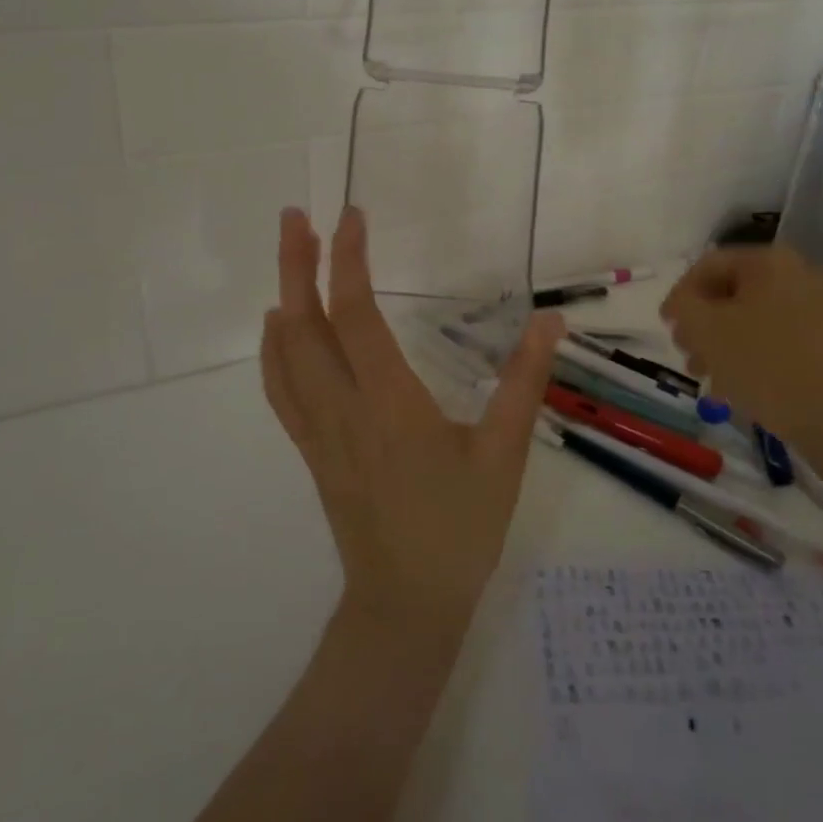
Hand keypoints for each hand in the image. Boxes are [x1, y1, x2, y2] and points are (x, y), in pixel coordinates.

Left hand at [262, 206, 561, 642]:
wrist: (406, 605)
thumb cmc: (461, 529)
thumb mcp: (504, 456)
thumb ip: (524, 384)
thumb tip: (548, 322)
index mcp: (390, 403)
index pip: (356, 315)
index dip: (349, 261)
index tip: (350, 216)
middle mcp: (342, 409)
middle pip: (304, 324)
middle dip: (297, 264)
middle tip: (296, 216)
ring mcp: (319, 432)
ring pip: (285, 354)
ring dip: (283, 297)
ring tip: (289, 253)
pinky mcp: (312, 450)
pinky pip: (281, 390)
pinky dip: (274, 349)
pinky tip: (279, 326)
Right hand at [661, 245, 822, 512]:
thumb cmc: (765, 363)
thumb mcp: (706, 330)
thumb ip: (682, 306)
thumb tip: (682, 304)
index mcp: (769, 261)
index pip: (708, 265)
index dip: (679, 295)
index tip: (665, 327)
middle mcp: (797, 274)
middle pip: (731, 292)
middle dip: (701, 323)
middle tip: (685, 353)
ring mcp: (817, 308)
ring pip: (751, 318)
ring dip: (720, 343)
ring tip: (705, 376)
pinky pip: (774, 338)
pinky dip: (749, 356)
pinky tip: (733, 388)